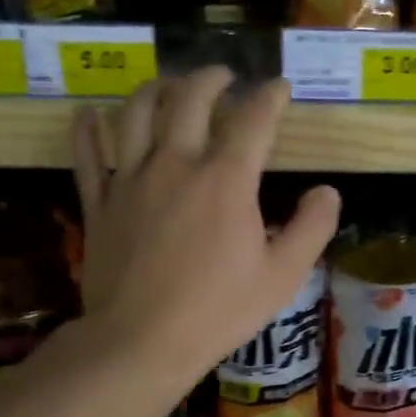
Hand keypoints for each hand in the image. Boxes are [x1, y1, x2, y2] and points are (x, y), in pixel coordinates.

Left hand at [72, 69, 340, 376]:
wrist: (141, 340)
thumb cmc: (219, 310)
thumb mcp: (283, 275)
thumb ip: (312, 228)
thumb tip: (328, 192)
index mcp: (225, 180)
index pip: (253, 120)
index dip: (270, 97)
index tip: (279, 88)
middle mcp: (176, 164)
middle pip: (190, 99)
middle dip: (211, 79)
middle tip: (224, 76)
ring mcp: (130, 179)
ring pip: (136, 112)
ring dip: (156, 89)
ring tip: (169, 86)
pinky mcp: (99, 202)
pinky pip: (87, 152)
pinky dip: (88, 127)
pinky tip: (91, 114)